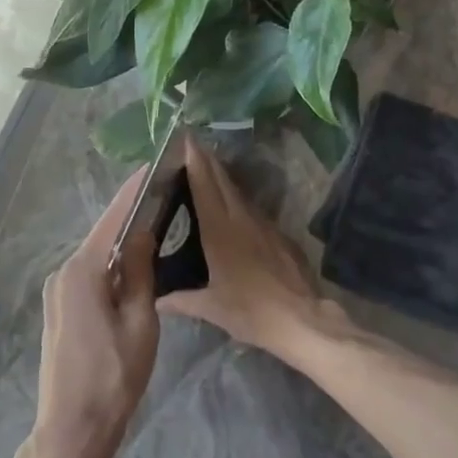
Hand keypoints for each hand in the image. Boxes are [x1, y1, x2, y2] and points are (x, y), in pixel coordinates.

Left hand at [32, 169, 162, 457]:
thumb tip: (143, 232)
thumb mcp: (140, 322)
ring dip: (123, 242)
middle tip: (163, 195)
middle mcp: (63, 273)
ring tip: (156, 224)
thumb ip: (141, 272)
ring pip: (96, 256)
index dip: (134, 192)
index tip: (154, 166)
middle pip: (103, 235)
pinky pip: (89, 275)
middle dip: (131, 215)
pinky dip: (112, 265)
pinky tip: (133, 265)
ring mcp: (57, 291)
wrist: (73, 428)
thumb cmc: (114, 376)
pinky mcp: (59, 308)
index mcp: (83, 271)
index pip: (113, 219)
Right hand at [162, 134, 333, 357]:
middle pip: (222, 180)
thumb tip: (156, 300)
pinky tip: (233, 206)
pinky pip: (252, 209)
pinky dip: (238, 200)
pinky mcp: (279, 235)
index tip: (186, 138)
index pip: (204, 186)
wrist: (301, 319)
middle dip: (206, 160)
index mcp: (220, 230)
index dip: (195, 160)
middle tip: (192, 144)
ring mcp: (264, 225)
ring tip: (207, 168)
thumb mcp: (211, 308)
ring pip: (239, 193)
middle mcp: (241, 219)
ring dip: (222, 177)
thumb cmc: (251, 310)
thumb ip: (181, 300)